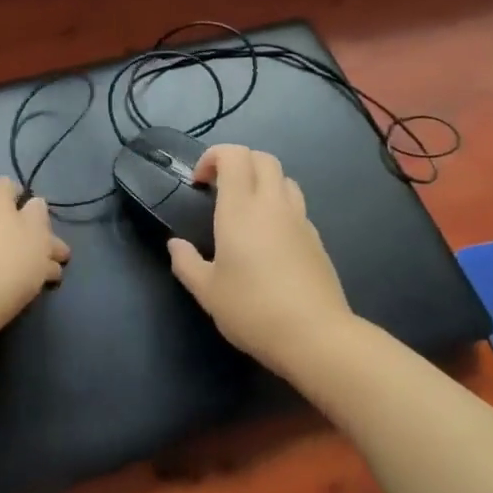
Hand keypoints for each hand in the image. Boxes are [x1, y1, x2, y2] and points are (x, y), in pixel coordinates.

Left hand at [0, 178, 70, 346]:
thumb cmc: (9, 260)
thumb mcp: (37, 232)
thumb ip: (38, 214)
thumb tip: (32, 205)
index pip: (10, 186)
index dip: (31, 201)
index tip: (46, 223)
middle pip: (9, 218)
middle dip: (36, 236)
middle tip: (59, 256)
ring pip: (2, 243)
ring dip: (27, 256)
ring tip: (52, 277)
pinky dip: (7, 269)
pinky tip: (29, 286)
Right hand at [168, 145, 351, 370]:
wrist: (315, 336)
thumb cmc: (252, 310)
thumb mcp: (207, 291)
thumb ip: (186, 262)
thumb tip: (175, 244)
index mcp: (241, 209)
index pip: (234, 155)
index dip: (214, 157)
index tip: (198, 182)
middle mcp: (273, 205)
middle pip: (263, 158)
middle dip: (238, 162)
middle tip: (219, 189)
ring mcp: (299, 220)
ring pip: (284, 178)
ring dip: (262, 181)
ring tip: (245, 208)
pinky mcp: (316, 239)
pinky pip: (296, 206)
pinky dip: (279, 206)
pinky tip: (268, 237)